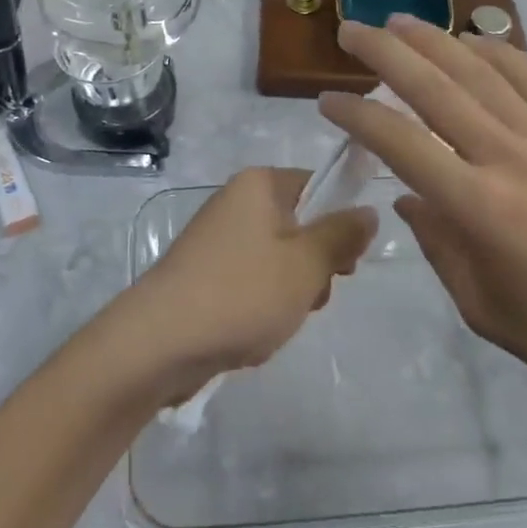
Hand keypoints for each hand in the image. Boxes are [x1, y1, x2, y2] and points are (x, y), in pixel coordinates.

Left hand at [121, 167, 376, 398]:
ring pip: (279, 258)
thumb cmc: (241, 293)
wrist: (158, 343)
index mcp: (259, 184)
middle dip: (315, 265)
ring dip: (291, 291)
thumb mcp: (306, 265)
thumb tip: (368, 210)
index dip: (340, 221)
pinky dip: (262, 304)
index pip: (317, 185)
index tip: (348, 262)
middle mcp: (236, 201)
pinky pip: (252, 280)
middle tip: (313, 295)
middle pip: (300, 224)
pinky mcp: (205, 272)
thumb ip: (342, 235)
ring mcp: (217, 238)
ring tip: (280, 319)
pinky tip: (255, 332)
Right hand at [319, 15, 526, 413]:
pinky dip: (498, 52)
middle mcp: (509, 158)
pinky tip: (471, 42)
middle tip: (350, 31)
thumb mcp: (480, 305)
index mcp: (479, 208)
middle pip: (436, 89)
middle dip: (385, 54)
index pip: (401, 144)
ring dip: (435, 40)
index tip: (328, 100)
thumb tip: (407, 198)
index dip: (357, 116)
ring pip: (481, 72)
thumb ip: (436, 245)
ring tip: (399, 22)